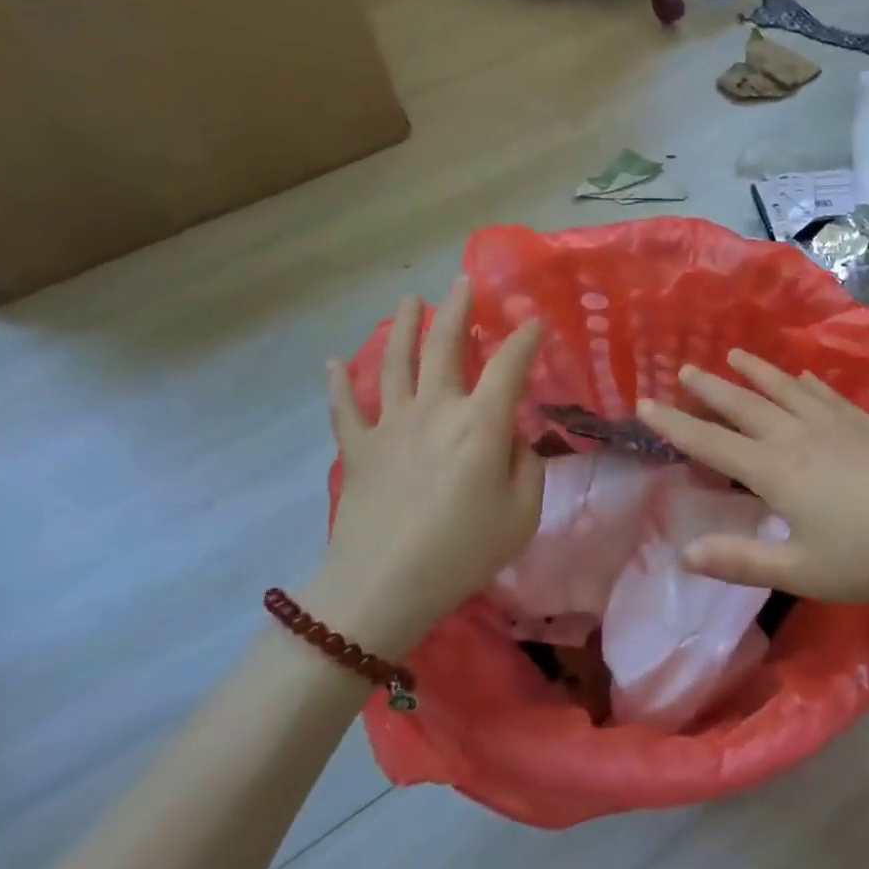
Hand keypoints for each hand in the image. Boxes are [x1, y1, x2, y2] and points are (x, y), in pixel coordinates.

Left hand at [310, 277, 545, 655]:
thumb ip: (526, 464)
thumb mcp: (522, 513)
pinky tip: (333, 362)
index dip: (526, 338)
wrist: (383, 587)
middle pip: (444, 345)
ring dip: (404, 325)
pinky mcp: (357, 447)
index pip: (510, 364)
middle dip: (457, 308)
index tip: (535, 322)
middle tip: (462, 282)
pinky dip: (338, 382)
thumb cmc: (462, 551)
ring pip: (395, 360)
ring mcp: (391, 423)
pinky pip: (344, 406)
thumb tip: (512, 436)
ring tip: (410, 300)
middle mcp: (435, 408)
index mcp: (480, 422)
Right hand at [636, 350, 868, 601]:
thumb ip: (742, 560)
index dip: (674, 424)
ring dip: (754, 371)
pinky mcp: (865, 422)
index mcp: (775, 470)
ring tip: (733, 354)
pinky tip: (805, 376)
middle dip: (710, 388)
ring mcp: (834, 423)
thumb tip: (684, 553)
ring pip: (783, 389)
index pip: (711, 442)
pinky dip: (806, 382)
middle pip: (744, 405)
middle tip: (684, 368)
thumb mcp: (804, 571)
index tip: (644, 403)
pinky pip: (825, 394)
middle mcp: (797, 436)